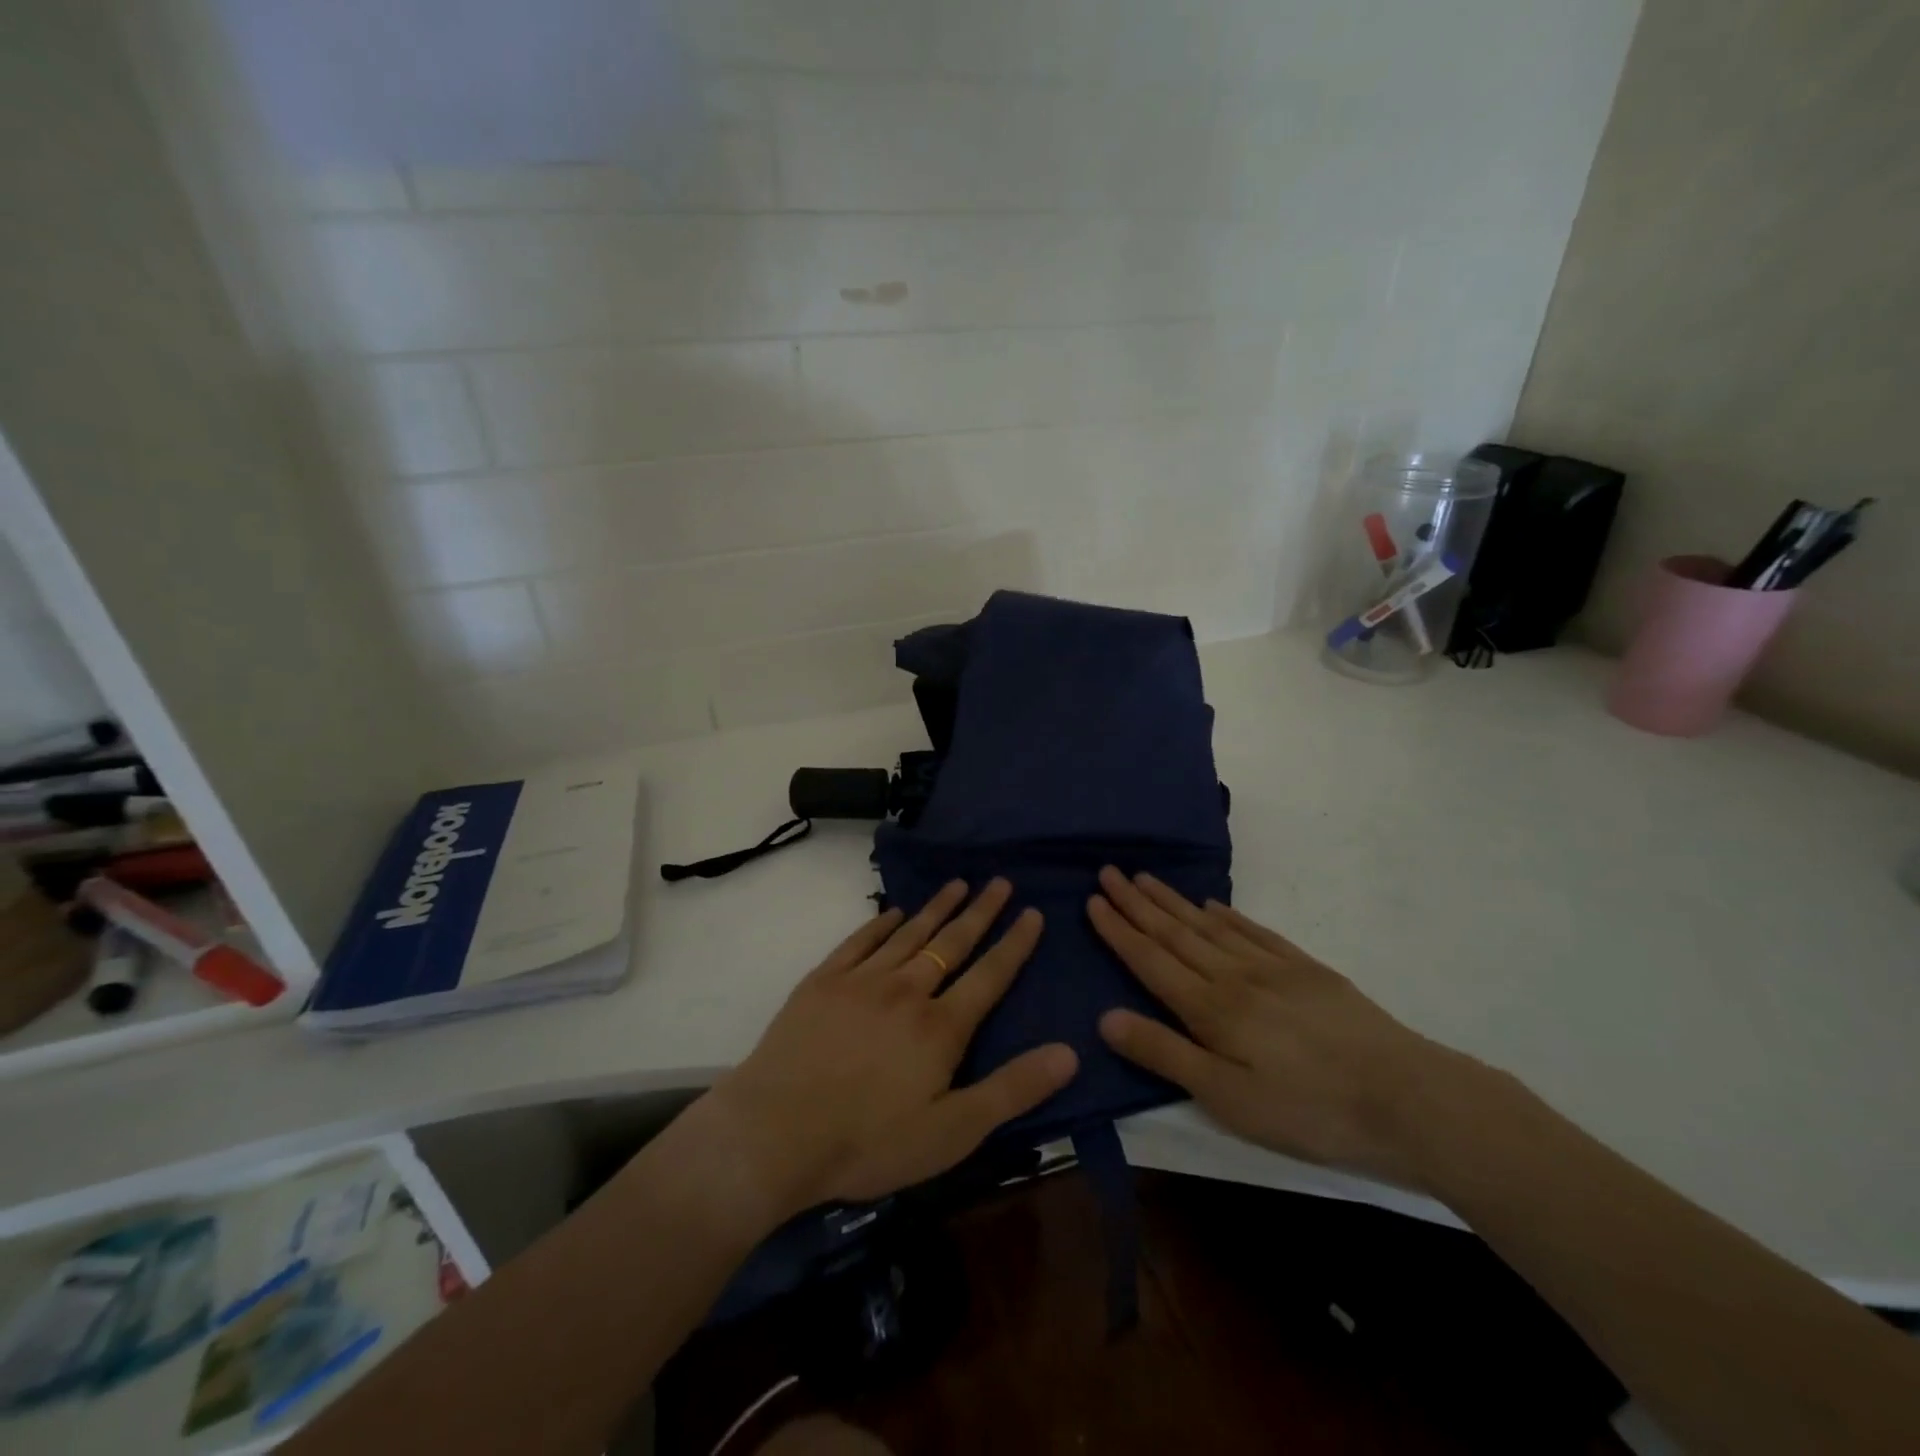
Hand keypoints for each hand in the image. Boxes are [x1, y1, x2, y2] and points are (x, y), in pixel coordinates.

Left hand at [700, 879, 1077, 1226]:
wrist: (775, 1132)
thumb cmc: (869, 1142)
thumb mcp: (952, 1132)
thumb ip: (1012, 1090)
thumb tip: (1070, 1052)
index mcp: (941, 1026)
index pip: (990, 974)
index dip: (1014, 943)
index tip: (1032, 912)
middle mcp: (907, 990)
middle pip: (952, 943)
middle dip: (980, 911)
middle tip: (999, 881)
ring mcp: (862, 981)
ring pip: (910, 934)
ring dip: (937, 907)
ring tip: (958, 883)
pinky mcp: (823, 982)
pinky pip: (860, 941)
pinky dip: (881, 923)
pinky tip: (894, 912)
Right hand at [1088, 867, 1469, 1186]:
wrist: (1407, 1097)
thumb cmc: (1308, 1109)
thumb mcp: (1228, 1098)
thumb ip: (1165, 1054)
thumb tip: (1105, 1018)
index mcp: (1210, 1008)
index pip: (1150, 959)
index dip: (1118, 930)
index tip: (1093, 899)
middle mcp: (1233, 976)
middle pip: (1175, 932)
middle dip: (1137, 903)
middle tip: (1109, 871)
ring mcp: (1272, 968)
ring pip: (1209, 926)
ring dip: (1173, 901)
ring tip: (1146, 878)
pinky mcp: (1306, 970)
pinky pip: (1254, 932)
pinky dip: (1227, 916)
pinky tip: (1212, 906)